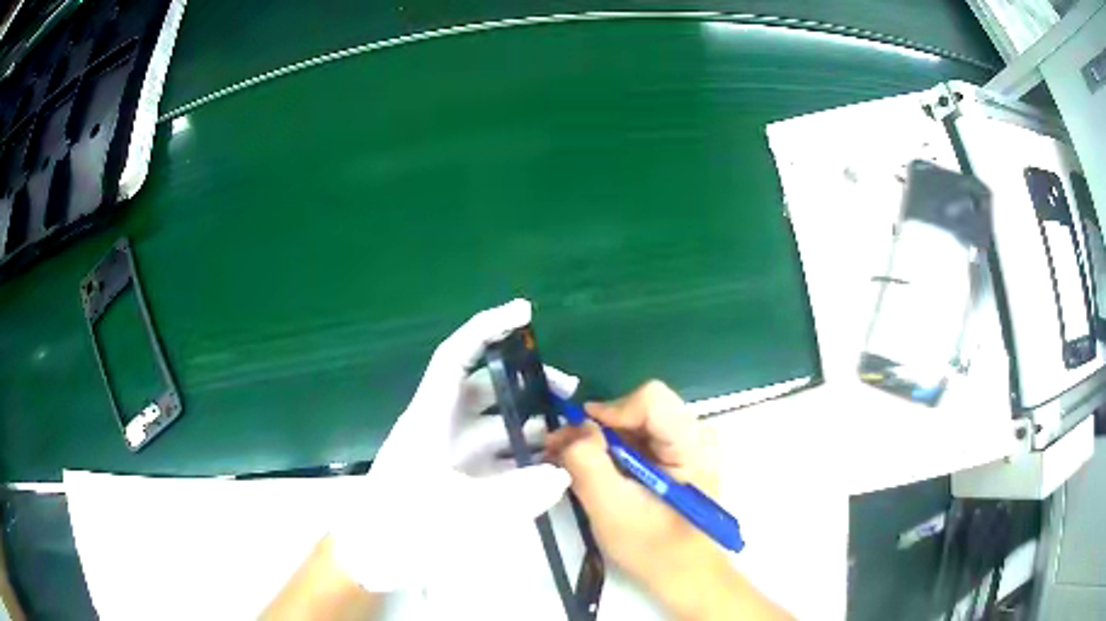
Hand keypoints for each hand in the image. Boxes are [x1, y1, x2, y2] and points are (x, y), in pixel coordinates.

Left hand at [330, 299, 578, 592]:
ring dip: (527, 424)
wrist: (369, 559)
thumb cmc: (400, 528)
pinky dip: (520, 458)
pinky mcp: (456, 479)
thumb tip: (561, 475)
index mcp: (430, 418)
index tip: (524, 311)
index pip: (457, 357)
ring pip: (493, 425)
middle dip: (526, 383)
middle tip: (569, 392)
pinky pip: (494, 457)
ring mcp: (448, 455)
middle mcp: (440, 427)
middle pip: (485, 388)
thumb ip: (514, 495)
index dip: (487, 328)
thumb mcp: (458, 514)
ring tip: (568, 435)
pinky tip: (548, 470)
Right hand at [546, 381, 791, 620]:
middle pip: (640, 408)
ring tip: (576, 465)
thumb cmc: (652, 548)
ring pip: (636, 421)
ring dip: (602, 440)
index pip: (650, 399)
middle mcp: (697, 433)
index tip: (580, 440)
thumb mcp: (611, 509)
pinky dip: (613, 450)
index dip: (610, 413)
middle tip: (564, 453)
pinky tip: (598, 472)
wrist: (683, 574)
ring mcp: (690, 443)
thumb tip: (573, 428)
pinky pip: (640, 436)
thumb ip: (588, 463)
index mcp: (693, 444)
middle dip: (599, 429)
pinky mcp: (679, 455)